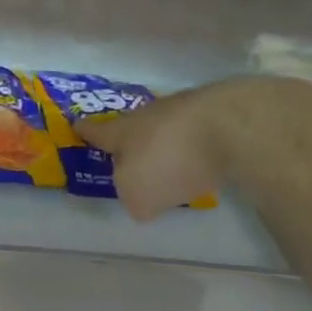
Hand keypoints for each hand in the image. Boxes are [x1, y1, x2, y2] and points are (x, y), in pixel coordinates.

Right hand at [75, 79, 251, 219]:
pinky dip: (200, 146)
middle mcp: (150, 114)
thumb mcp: (138, 194)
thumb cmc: (170, 159)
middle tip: (130, 156)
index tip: (76, 125)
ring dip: (168, 143)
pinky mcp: (223, 112)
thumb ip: (133, 199)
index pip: (96, 131)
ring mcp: (189, 109)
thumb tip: (142, 201)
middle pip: (134, 126)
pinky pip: (202, 132)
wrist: (235, 125)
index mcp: (122, 131)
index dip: (85, 131)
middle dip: (132, 140)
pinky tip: (210, 161)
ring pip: (169, 127)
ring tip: (174, 164)